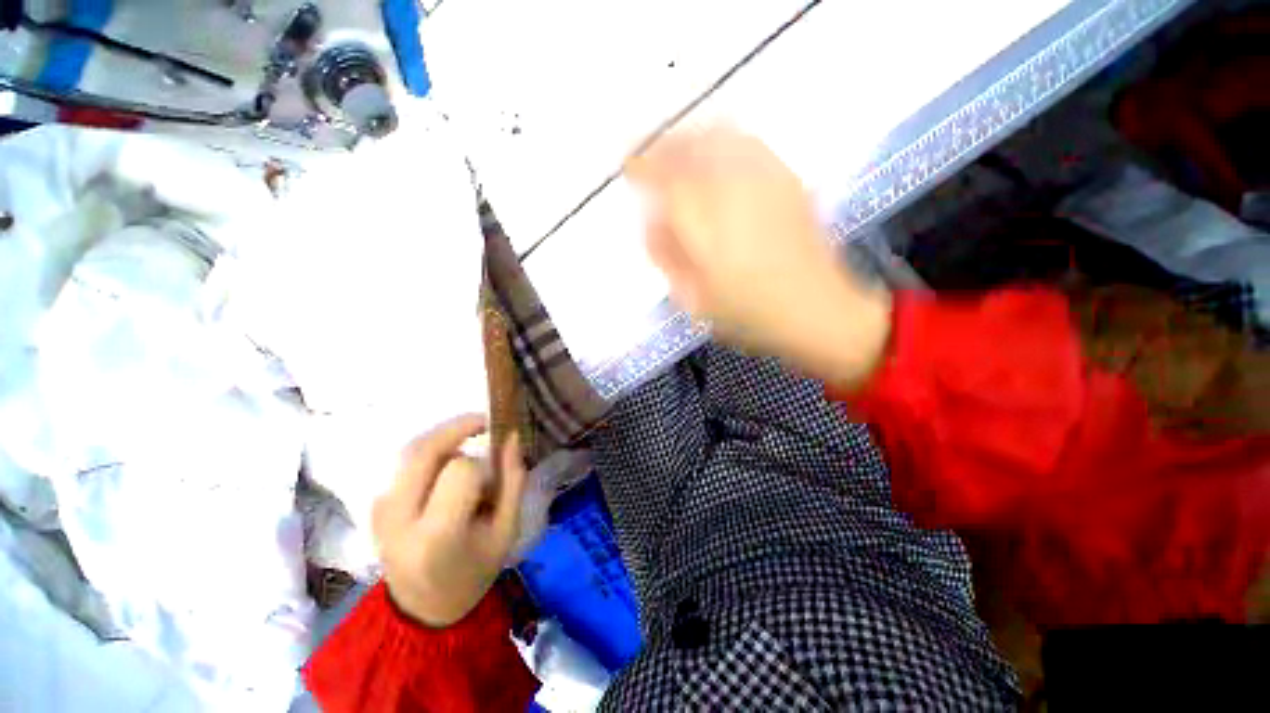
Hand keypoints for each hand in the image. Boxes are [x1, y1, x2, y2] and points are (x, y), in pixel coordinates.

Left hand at [372, 414, 527, 627]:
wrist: (422, 607)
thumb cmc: (472, 572)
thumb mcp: (506, 531)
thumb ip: (513, 481)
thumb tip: (511, 437)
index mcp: (436, 534)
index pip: (459, 471)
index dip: (483, 464)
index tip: (495, 473)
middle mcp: (399, 517)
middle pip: (425, 450)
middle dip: (458, 427)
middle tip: (485, 424)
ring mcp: (380, 509)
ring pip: (412, 450)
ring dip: (445, 437)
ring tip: (469, 444)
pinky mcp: (375, 504)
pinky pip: (405, 461)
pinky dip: (432, 451)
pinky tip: (448, 462)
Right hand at [626, 125, 891, 386]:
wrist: (817, 310)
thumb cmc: (750, 314)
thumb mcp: (694, 300)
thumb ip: (668, 258)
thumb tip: (651, 224)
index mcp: (705, 224)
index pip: (664, 178)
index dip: (641, 167)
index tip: (628, 168)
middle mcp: (732, 190)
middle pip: (689, 147)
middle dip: (662, 146)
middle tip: (649, 156)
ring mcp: (764, 179)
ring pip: (718, 137)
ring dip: (690, 138)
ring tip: (678, 149)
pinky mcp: (787, 180)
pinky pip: (747, 144)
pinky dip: (722, 140)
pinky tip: (716, 154)